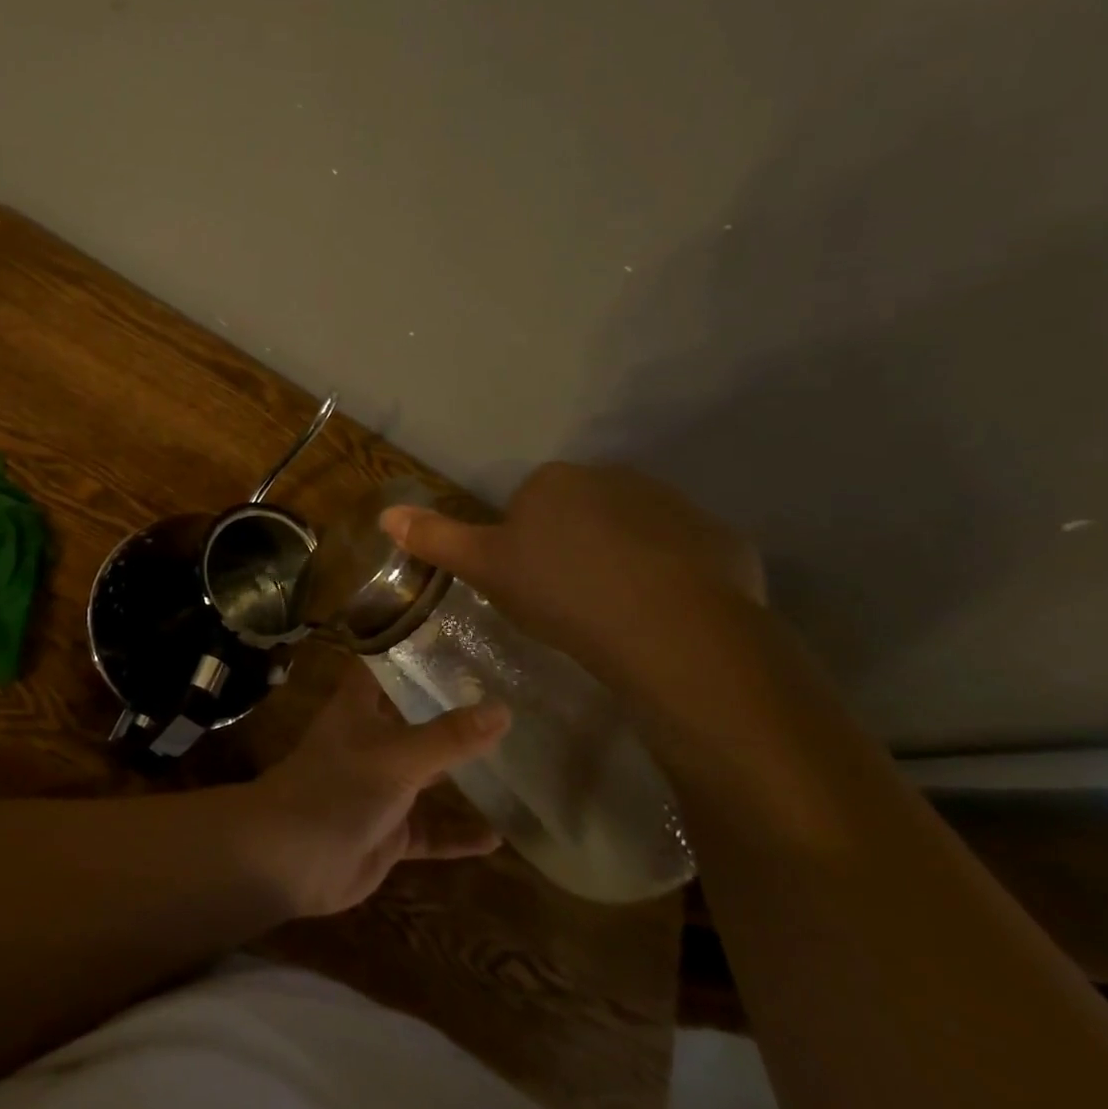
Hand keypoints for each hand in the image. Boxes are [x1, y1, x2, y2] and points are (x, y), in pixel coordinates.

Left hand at [239, 662, 510, 918]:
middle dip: (450, 712)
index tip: (452, 636)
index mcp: (359, 709)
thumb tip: (503, 709)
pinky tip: (498, 837)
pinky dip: (458, 834)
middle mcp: (370, 742)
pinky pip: (430, 831)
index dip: (409, 650)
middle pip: (412, 719)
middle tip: (505, 698)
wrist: (291, 860)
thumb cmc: (337, 788)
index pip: (382, 666)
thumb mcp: (398, 757)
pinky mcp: (388, 832)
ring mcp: (379, 789)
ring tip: (514, 762)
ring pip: (426, 776)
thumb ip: (450, 737)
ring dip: (460, 774)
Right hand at [380, 462, 764, 686]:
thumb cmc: (562, 592)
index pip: (529, 505)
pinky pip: (685, 557)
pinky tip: (664, 617)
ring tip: (617, 616)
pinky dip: (673, 579)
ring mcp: (675, 506)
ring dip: (624, 562)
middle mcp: (615, 478)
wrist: (669, 630)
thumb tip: (386, 513)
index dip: (524, 546)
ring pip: (635, 534)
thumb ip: (437, 538)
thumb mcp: (487, 568)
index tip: (529, 585)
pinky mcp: (721, 540)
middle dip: (574, 548)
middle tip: (569, 602)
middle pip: (582, 514)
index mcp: (556, 481)